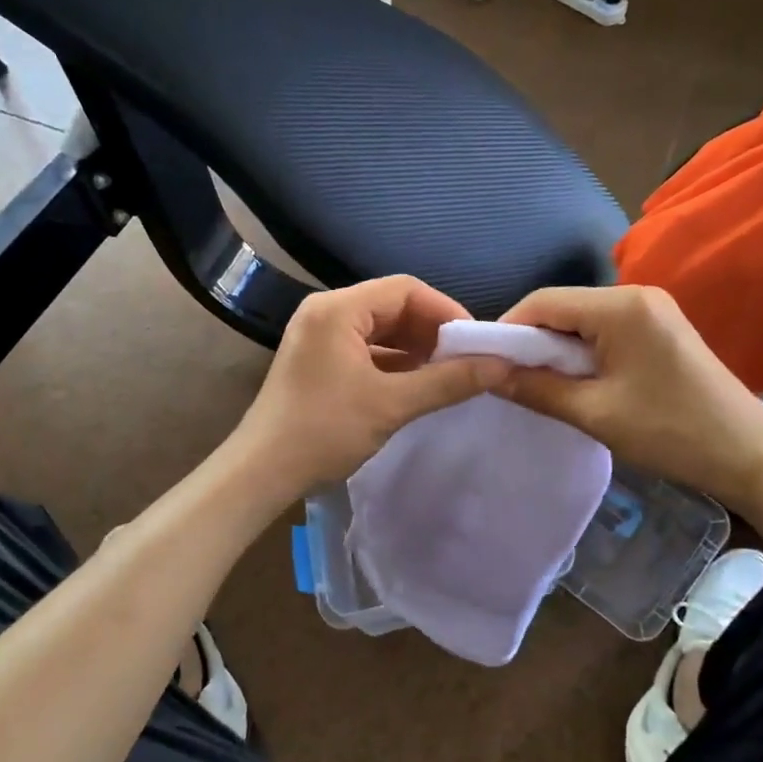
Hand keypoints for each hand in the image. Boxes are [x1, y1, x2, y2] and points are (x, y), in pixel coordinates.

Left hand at [234, 276, 508, 491]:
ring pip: (380, 329)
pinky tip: (416, 384)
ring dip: (415, 348)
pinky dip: (394, 362)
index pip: (405, 289)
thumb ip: (448, 381)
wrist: (262, 472)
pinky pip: (365, 348)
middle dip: (432, 331)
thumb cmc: (324, 431)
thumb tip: (500, 366)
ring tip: (447, 374)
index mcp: (338, 309)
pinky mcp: (318, 359)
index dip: (446, 310)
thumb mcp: (392, 405)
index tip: (475, 341)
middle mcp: (326, 311)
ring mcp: (319, 335)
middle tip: (465, 360)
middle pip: (392, 306)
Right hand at [497, 284, 762, 500]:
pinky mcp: (661, 327)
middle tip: (511, 379)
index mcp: (620, 307)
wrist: (751, 454)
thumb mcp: (595, 413)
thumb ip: (536, 388)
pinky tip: (579, 380)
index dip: (509, 329)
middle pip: (564, 307)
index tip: (487, 363)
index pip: (544, 301)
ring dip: (558, 348)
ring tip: (541, 384)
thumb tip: (489, 375)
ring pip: (584, 319)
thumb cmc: (671, 432)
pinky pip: (607, 329)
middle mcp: (636, 294)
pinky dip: (584, 351)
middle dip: (533, 341)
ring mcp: (653, 309)